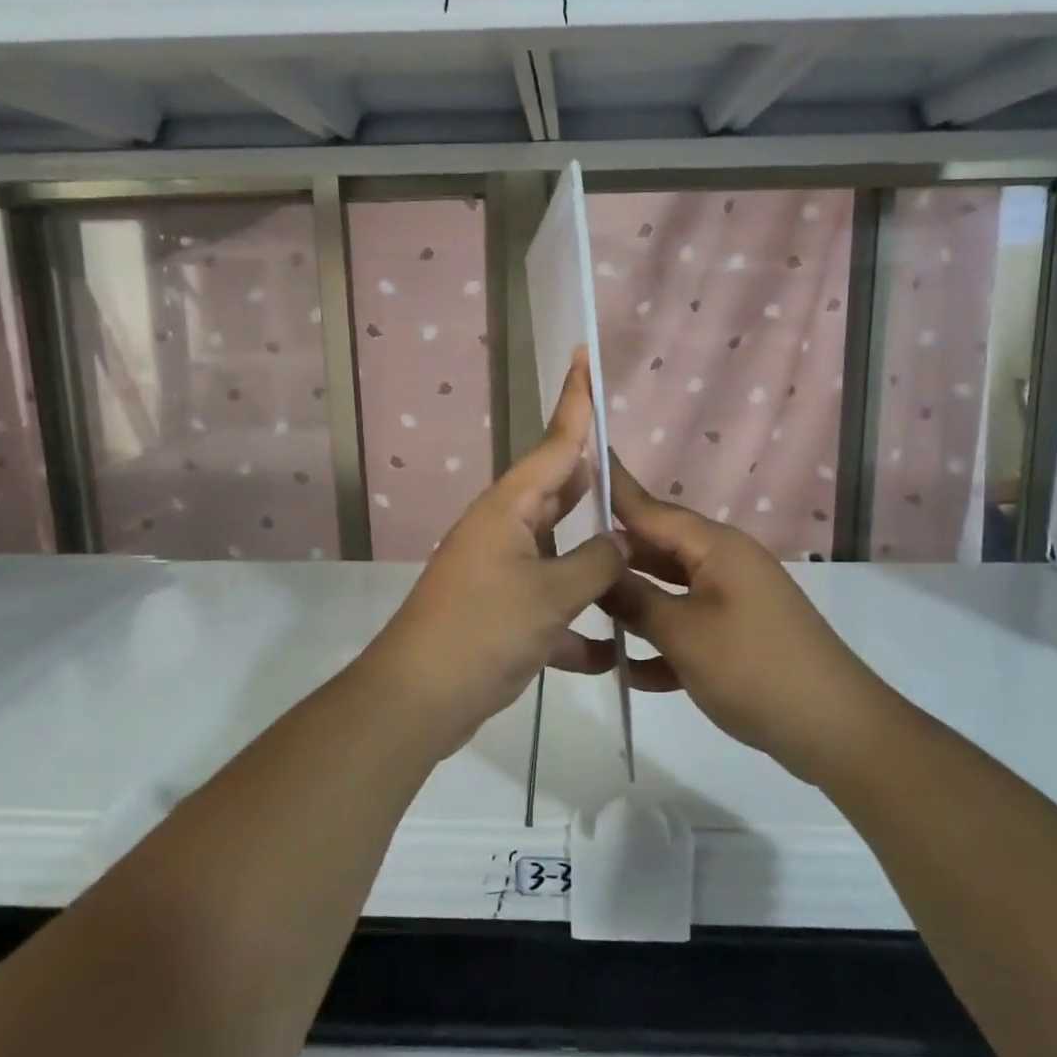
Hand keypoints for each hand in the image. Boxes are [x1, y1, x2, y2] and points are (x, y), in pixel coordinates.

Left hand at [366, 349, 625, 757]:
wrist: (419, 700)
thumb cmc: (484, 631)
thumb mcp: (552, 594)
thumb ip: (597, 561)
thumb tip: (620, 541)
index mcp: (510, 509)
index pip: (555, 443)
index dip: (576, 401)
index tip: (584, 357)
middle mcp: (503, 530)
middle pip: (558, 493)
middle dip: (592, 482)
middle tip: (630, 468)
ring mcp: (499, 572)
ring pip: (558, 552)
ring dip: (593, 562)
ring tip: (637, 559)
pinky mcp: (500, 613)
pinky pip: (548, 605)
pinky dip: (575, 625)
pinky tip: (610, 654)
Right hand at [602, 458, 875, 781]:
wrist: (836, 731)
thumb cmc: (754, 669)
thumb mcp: (683, 633)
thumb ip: (634, 599)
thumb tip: (597, 570)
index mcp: (715, 547)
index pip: (650, 508)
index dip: (613, 488)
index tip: (577, 460)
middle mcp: (722, 563)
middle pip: (655, 549)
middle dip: (611, 558)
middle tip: (560, 558)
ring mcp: (731, 600)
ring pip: (667, 590)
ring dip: (631, 605)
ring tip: (579, 612)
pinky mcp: (735, 635)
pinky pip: (686, 626)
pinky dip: (659, 643)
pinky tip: (627, 671)